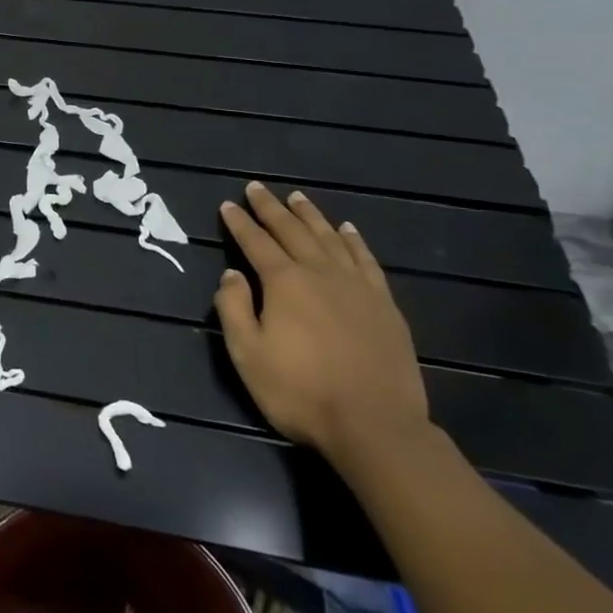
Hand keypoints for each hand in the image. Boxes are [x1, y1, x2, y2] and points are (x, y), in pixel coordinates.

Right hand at [214, 181, 429, 465]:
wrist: (375, 425)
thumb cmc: (301, 392)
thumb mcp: (248, 354)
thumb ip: (234, 309)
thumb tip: (231, 274)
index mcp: (284, 283)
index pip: (256, 242)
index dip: (240, 223)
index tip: (228, 204)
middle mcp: (320, 273)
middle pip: (292, 231)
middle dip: (271, 208)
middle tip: (257, 188)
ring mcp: (357, 287)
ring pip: (329, 238)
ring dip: (310, 215)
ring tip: (297, 197)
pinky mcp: (384, 304)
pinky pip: (366, 260)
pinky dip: (354, 240)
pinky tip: (347, 229)